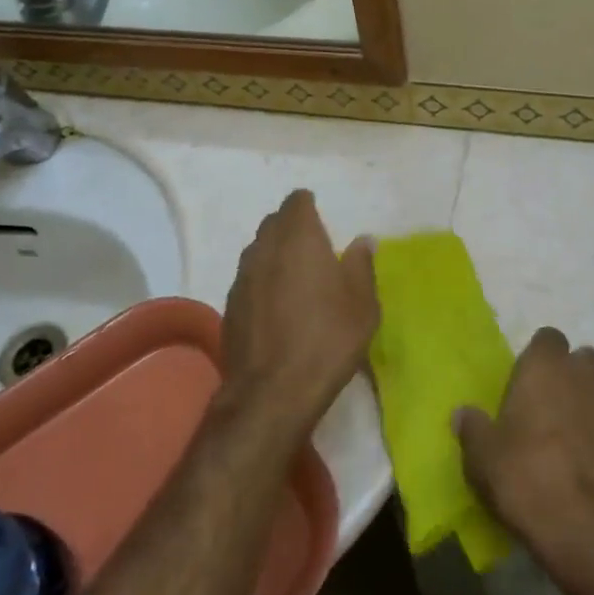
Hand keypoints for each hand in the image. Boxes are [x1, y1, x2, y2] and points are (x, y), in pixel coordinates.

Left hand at [218, 190, 377, 437]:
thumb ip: (361, 265)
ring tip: (295, 277)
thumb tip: (363, 240)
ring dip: (274, 254)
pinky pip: (248, 280)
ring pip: (257, 251)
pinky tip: (276, 307)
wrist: (273, 392)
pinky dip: (262, 282)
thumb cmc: (328, 338)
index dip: (308, 206)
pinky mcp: (229, 306)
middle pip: (274, 224)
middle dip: (291, 227)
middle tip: (313, 247)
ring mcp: (242, 278)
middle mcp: (264, 249)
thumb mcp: (362, 303)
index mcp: (299, 238)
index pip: (296, 202)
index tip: (321, 219)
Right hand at [455, 327, 593, 565]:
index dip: (539, 356)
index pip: (548, 338)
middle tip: (553, 407)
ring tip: (580, 436)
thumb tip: (463, 414)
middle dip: (574, 376)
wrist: (588, 530)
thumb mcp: (481, 457)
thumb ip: (473, 429)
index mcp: (545, 368)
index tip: (527, 381)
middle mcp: (586, 377)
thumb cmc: (525, 478)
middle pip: (585, 359)